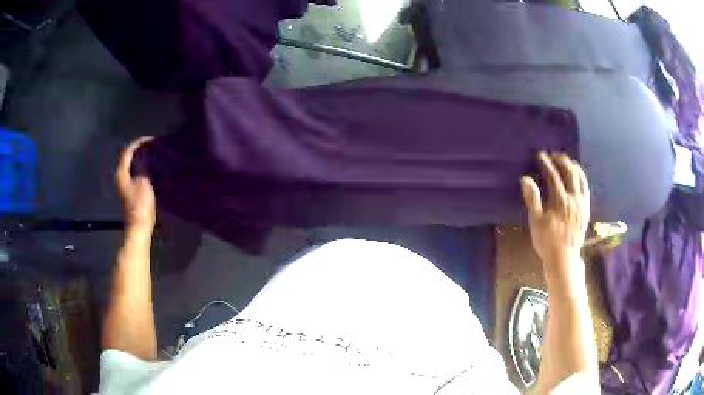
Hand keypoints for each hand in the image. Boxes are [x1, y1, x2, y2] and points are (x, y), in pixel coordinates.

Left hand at [116, 137, 155, 234]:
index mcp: (122, 172)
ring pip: (133, 164)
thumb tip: (144, 153)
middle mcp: (121, 176)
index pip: (128, 151)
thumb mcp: (143, 182)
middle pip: (129, 157)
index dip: (139, 142)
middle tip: (154, 146)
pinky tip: (153, 168)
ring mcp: (126, 184)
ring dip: (143, 158)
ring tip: (155, 154)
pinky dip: (144, 167)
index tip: (152, 140)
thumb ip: (142, 165)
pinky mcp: (132, 190)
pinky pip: (137, 172)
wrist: (139, 227)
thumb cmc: (140, 205)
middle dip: (141, 149)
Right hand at [521, 152, 589, 269]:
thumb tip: (526, 179)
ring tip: (568, 162)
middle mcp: (574, 199)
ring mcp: (582, 204)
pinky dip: (582, 179)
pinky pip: (586, 188)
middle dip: (562, 161)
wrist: (564, 258)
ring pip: (581, 179)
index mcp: (560, 201)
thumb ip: (532, 199)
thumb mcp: (536, 222)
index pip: (554, 176)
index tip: (541, 155)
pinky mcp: (586, 209)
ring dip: (574, 167)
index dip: (547, 164)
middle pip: (570, 173)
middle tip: (555, 155)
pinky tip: (578, 177)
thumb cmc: (547, 241)